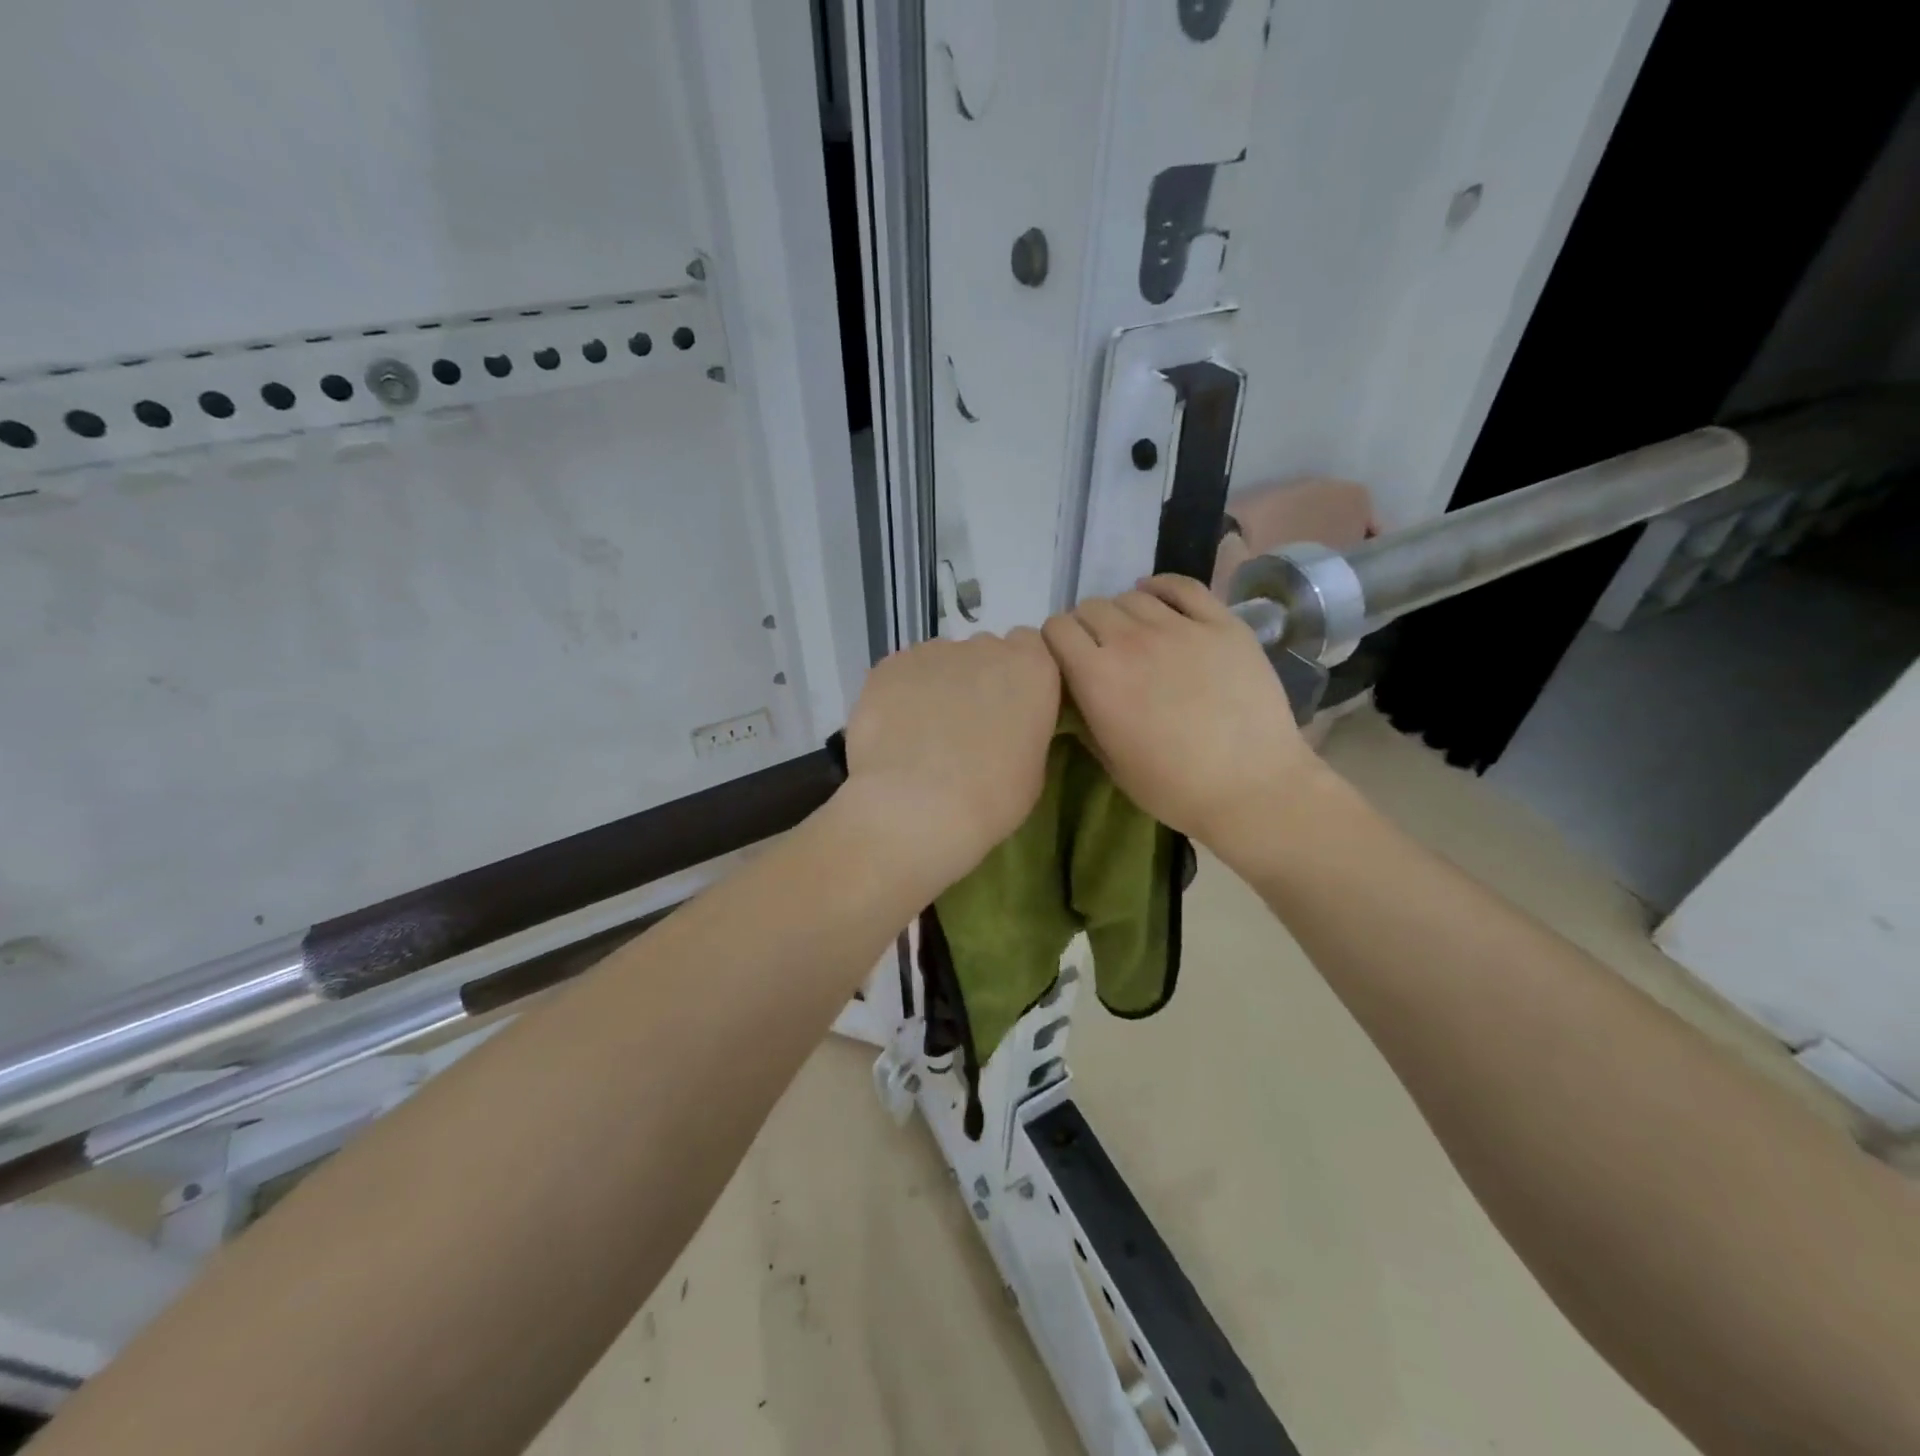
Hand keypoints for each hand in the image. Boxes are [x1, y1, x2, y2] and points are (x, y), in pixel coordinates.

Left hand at [839, 629, 1060, 889]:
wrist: (917, 806)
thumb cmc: (992, 798)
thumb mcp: (1033, 767)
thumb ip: (1024, 728)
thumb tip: (1006, 727)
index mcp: (1032, 668)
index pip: (1030, 647)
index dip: (1018, 675)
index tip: (1011, 705)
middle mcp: (985, 647)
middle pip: (985, 651)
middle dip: (980, 678)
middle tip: (968, 723)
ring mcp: (933, 651)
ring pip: (941, 660)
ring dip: (940, 685)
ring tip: (925, 732)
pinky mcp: (889, 665)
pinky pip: (902, 673)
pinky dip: (902, 694)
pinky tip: (896, 732)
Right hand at [1042, 576, 1319, 858]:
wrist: (1252, 788)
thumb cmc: (1174, 788)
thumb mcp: (1111, 763)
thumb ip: (1085, 717)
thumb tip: (1075, 691)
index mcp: (1097, 678)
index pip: (1056, 629)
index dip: (1056, 642)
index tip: (1066, 659)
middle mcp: (1131, 642)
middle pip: (1091, 607)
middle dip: (1087, 626)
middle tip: (1101, 651)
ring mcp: (1179, 628)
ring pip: (1132, 596)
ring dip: (1123, 612)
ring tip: (1135, 634)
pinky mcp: (1221, 623)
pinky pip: (1182, 587)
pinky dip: (1162, 587)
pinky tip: (1159, 600)